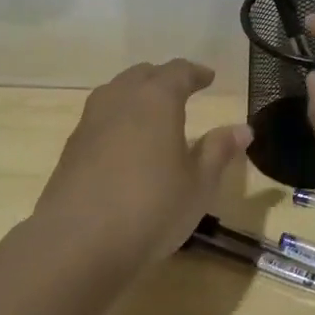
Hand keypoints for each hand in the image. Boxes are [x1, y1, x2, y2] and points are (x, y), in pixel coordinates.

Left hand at [34, 59, 251, 271]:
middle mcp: (120, 100)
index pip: (178, 71)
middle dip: (163, 79)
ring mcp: (90, 122)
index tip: (208, 77)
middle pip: (142, 75)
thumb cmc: (151, 207)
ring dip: (135, 95)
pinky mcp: (71, 148)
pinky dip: (117, 120)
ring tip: (150, 113)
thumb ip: (219, 151)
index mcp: (156, 99)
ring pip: (115, 93)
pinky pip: (99, 119)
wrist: (77, 243)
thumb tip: (243, 129)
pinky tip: (124, 145)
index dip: (195, 73)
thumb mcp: (198, 184)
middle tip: (181, 91)